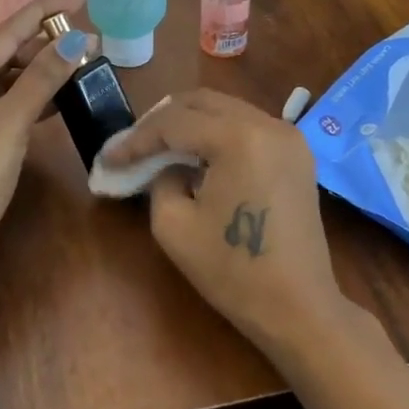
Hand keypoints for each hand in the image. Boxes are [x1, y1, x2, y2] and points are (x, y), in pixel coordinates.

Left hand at [0, 0, 93, 300]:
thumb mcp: (9, 122)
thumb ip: (42, 78)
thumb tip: (77, 38)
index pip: (5, 30)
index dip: (44, 11)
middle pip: (6, 51)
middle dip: (46, 43)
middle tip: (89, 39)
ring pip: (10, 78)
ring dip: (43, 70)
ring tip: (82, 62)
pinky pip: (10, 103)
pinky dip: (35, 97)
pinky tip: (63, 96)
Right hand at [102, 90, 352, 361]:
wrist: (299, 307)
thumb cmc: (232, 271)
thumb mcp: (174, 225)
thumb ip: (161, 180)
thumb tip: (168, 165)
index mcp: (238, 137)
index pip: (174, 123)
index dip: (136, 139)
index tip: (109, 158)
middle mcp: (268, 123)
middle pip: (202, 101)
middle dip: (162, 119)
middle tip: (134, 144)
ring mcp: (289, 136)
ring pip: (227, 109)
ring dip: (191, 123)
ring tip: (161, 148)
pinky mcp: (298, 153)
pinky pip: (248, 126)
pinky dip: (218, 133)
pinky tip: (198, 156)